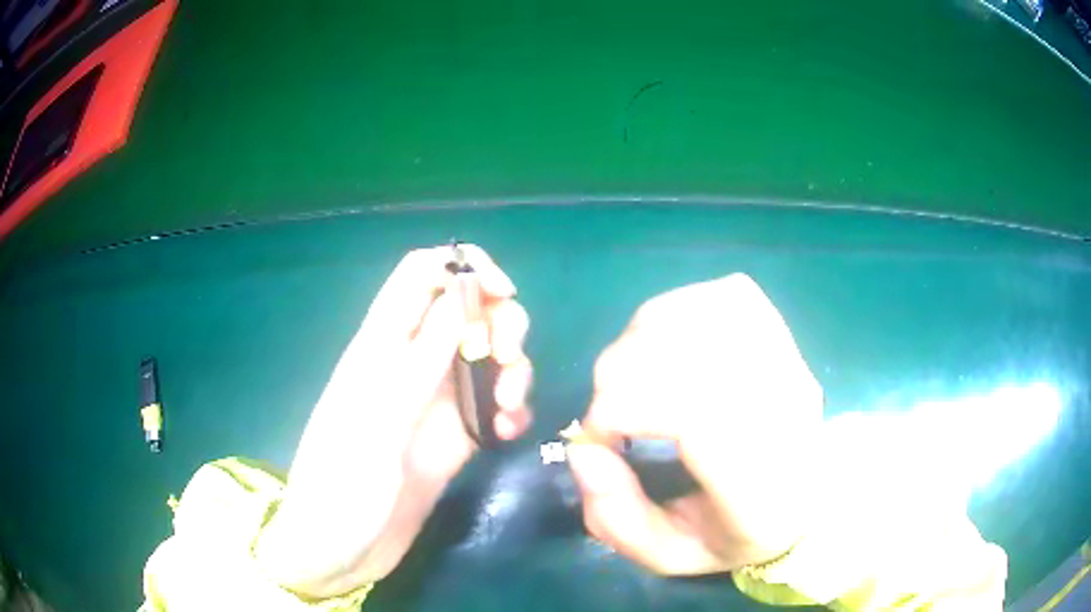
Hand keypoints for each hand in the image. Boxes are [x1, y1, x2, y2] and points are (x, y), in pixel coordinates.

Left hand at [255, 245, 532, 596]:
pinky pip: (495, 404)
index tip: (503, 293)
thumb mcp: (380, 416)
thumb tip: (465, 292)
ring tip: (507, 411)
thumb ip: (422, 355)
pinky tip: (508, 435)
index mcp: (383, 344)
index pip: (421, 273)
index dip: (465, 266)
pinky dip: (511, 410)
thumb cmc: (343, 481)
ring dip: (512, 371)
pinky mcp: (456, 435)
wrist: (340, 549)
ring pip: (488, 355)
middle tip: (508, 359)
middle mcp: (413, 363)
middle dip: (500, 323)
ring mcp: (437, 401)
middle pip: (467, 310)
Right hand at [567, 274, 822, 574]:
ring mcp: (785, 356)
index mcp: (762, 478)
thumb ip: (615, 517)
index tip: (601, 436)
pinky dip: (674, 314)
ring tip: (638, 381)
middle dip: (620, 375)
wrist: (810, 493)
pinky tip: (668, 346)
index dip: (624, 406)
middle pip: (684, 350)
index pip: (693, 406)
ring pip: (694, 314)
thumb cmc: (740, 530)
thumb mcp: (670, 553)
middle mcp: (782, 405)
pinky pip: (716, 296)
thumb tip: (584, 451)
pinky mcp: (779, 329)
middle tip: (613, 413)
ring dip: (641, 342)